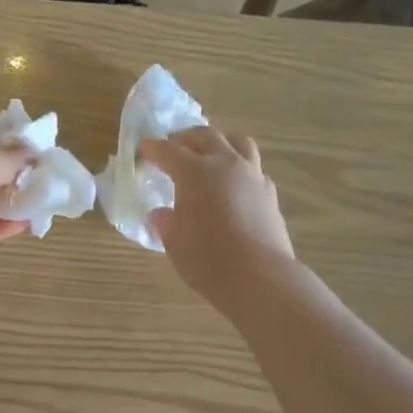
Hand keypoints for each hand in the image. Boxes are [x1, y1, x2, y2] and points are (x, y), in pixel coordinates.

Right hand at [140, 127, 294, 308]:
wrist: (259, 276)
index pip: (168, 151)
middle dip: (186, 138)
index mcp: (195, 172)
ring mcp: (252, 175)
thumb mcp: (174, 242)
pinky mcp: (269, 192)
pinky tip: (233, 185)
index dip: (153, 149)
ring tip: (210, 154)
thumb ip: (165, 222)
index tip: (144, 150)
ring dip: (220, 142)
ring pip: (237, 142)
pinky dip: (239, 168)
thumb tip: (161, 214)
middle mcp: (225, 164)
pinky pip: (253, 167)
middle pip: (206, 136)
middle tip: (174, 147)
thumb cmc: (207, 259)